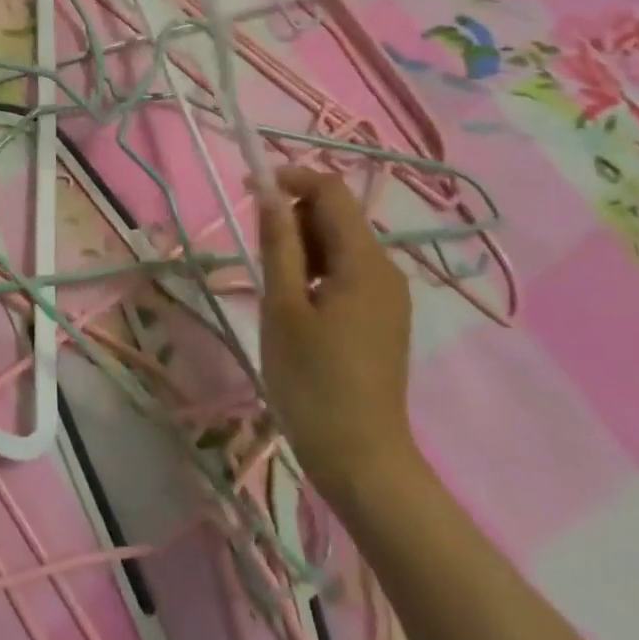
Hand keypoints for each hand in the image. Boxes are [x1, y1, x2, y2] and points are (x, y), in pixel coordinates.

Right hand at [257, 168, 417, 507]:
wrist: (361, 459)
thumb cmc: (312, 381)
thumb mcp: (283, 306)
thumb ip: (278, 243)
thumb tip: (270, 192)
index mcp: (365, 262)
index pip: (332, 192)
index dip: (291, 179)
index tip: (250, 191)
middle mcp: (386, 270)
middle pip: (337, 216)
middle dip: (294, 217)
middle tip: (258, 253)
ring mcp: (388, 296)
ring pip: (341, 245)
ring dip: (303, 246)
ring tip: (275, 287)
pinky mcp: (383, 318)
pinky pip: (348, 273)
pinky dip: (318, 271)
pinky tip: (297, 306)